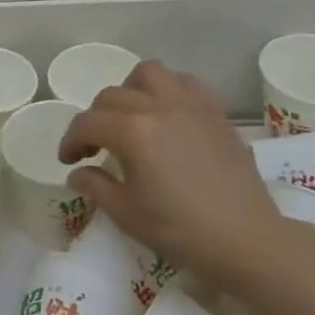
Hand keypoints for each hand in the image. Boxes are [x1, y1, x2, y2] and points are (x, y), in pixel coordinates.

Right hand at [58, 60, 282, 287]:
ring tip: (131, 116)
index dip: (70, 140)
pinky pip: (184, 82)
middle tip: (95, 147)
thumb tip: (77, 173)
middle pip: (112, 96)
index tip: (68, 161)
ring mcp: (189, 104)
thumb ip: (96, 186)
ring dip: (131, 89)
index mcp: (131, 131)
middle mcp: (157, 106)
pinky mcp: (214, 111)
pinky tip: (167, 114)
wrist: (246, 240)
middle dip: (95, 118)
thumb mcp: (127, 214)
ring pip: (149, 74)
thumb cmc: (180, 230)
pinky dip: (168, 89)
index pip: (87, 123)